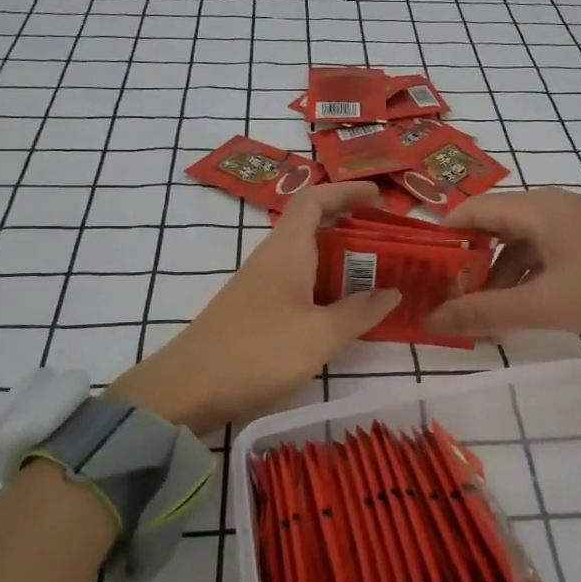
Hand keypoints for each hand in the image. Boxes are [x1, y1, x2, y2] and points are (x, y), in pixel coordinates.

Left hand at [106, 180, 400, 430]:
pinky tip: (341, 313)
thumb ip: (359, 312)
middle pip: (313, 227)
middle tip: (389, 243)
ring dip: (341, 262)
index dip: (347, 191)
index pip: (315, 200)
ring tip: (376, 278)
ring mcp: (260, 286)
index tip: (379, 197)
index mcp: (287, 250)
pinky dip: (325, 288)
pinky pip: (298, 285)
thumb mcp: (319, 336)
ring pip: (307, 259)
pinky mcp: (255, 312)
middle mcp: (272, 259)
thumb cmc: (257, 352)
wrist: (187, 389)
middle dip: (352, 228)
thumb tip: (393, 292)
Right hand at [425, 188, 580, 339]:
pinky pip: (545, 254)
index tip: (417, 274)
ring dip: (497, 278)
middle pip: (491, 228)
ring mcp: (575, 222)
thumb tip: (430, 320)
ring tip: (482, 318)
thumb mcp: (546, 304)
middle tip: (445, 303)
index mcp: (534, 208)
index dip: (438, 239)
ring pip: (519, 245)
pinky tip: (524, 310)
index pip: (468, 211)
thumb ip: (484, 311)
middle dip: (466, 266)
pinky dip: (526, 279)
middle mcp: (550, 205)